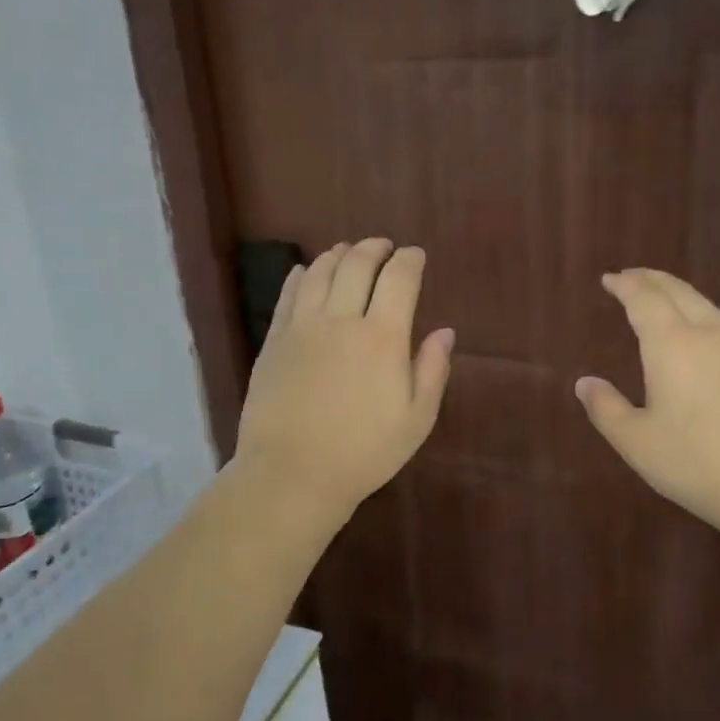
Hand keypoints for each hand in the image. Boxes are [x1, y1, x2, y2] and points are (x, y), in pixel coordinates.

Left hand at [233, 237, 454, 519]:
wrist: (292, 473)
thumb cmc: (364, 452)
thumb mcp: (416, 419)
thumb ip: (433, 370)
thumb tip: (445, 331)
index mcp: (383, 337)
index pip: (399, 279)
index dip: (410, 260)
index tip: (416, 255)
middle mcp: (342, 319)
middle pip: (358, 264)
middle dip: (375, 248)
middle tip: (384, 246)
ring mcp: (303, 327)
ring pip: (321, 272)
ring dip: (339, 254)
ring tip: (349, 251)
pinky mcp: (274, 340)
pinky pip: (289, 294)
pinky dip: (302, 275)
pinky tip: (308, 272)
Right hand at [575, 269, 719, 546]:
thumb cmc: (696, 461)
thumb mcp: (637, 441)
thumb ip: (607, 409)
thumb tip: (584, 383)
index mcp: (671, 344)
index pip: (645, 299)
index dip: (626, 285)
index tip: (609, 278)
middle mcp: (705, 336)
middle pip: (678, 292)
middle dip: (652, 279)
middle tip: (631, 276)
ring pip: (704, 305)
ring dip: (678, 292)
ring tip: (661, 294)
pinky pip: (719, 323)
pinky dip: (698, 312)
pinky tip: (697, 331)